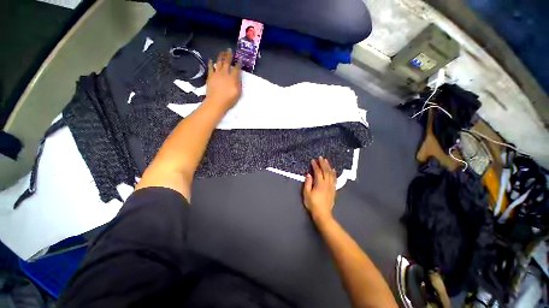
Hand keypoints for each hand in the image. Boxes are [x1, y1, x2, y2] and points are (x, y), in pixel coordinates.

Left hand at [205, 49, 241, 110]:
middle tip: (229, 50)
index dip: (238, 64)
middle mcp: (225, 73)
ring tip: (222, 52)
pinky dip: (211, 63)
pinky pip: (210, 67)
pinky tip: (211, 60)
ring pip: (219, 62)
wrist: (216, 102)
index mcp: (233, 78)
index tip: (239, 60)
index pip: (236, 68)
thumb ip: (239, 84)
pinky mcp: (210, 76)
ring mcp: (217, 74)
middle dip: (229, 55)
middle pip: (227, 62)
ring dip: (221, 56)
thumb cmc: (229, 100)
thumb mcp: (238, 93)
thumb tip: (238, 77)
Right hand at [303, 157, 336, 222]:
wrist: (323, 214)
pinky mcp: (334, 190)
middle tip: (321, 157)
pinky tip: (333, 170)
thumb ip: (308, 183)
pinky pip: (335, 179)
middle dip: (323, 164)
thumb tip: (309, 174)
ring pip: (331, 174)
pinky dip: (334, 173)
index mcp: (319, 184)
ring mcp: (331, 186)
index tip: (313, 160)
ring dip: (328, 167)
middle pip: (326, 171)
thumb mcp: (306, 194)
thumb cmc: (312, 204)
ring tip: (326, 161)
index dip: (315, 165)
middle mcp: (327, 183)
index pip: (318, 172)